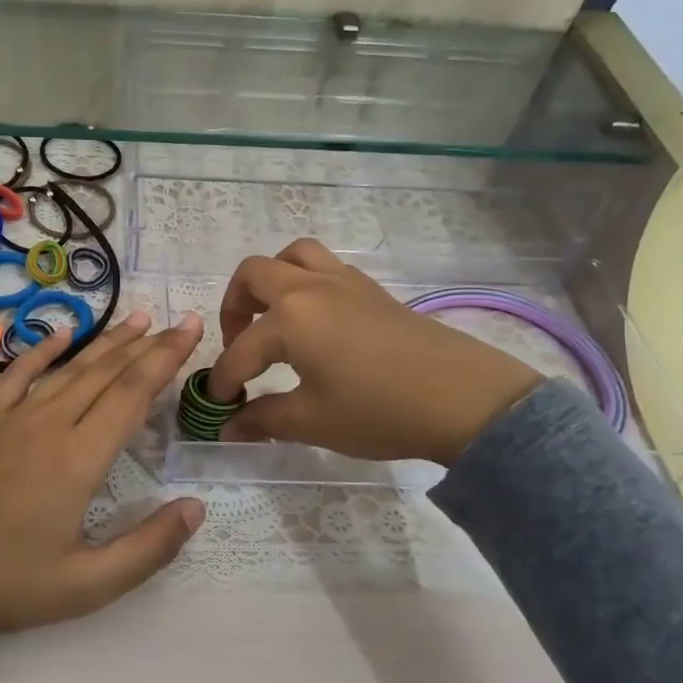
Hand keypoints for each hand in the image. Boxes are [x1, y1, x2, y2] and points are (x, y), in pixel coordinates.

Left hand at [0, 311, 205, 653]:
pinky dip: (42, 350)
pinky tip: (62, 332)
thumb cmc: (6, 588)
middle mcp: (48, 425)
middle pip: (107, 373)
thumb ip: (148, 547)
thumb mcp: (88, 586)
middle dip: (148, 344)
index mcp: (79, 460)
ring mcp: (10, 419)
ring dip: (107, 342)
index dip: (165, 359)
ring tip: (138, 319)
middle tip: (181, 321)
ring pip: (69, 368)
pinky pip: (16, 374)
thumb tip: (196, 507)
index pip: (133, 394)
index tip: (191, 330)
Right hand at [208, 240, 540, 462]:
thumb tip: (230, 427)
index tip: (219, 405)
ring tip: (273, 317)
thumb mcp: (313, 422)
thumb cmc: (379, 410)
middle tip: (240, 344)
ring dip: (271, 280)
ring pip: (293, 255)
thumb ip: (264, 419)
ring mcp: (344, 282)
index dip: (224, 380)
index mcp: (289, 318)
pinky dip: (306, 282)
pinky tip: (316, 322)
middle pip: (254, 274)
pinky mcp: (371, 289)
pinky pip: (325, 267)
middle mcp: (310, 287)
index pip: (240, 350)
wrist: (463, 399)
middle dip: (234, 307)